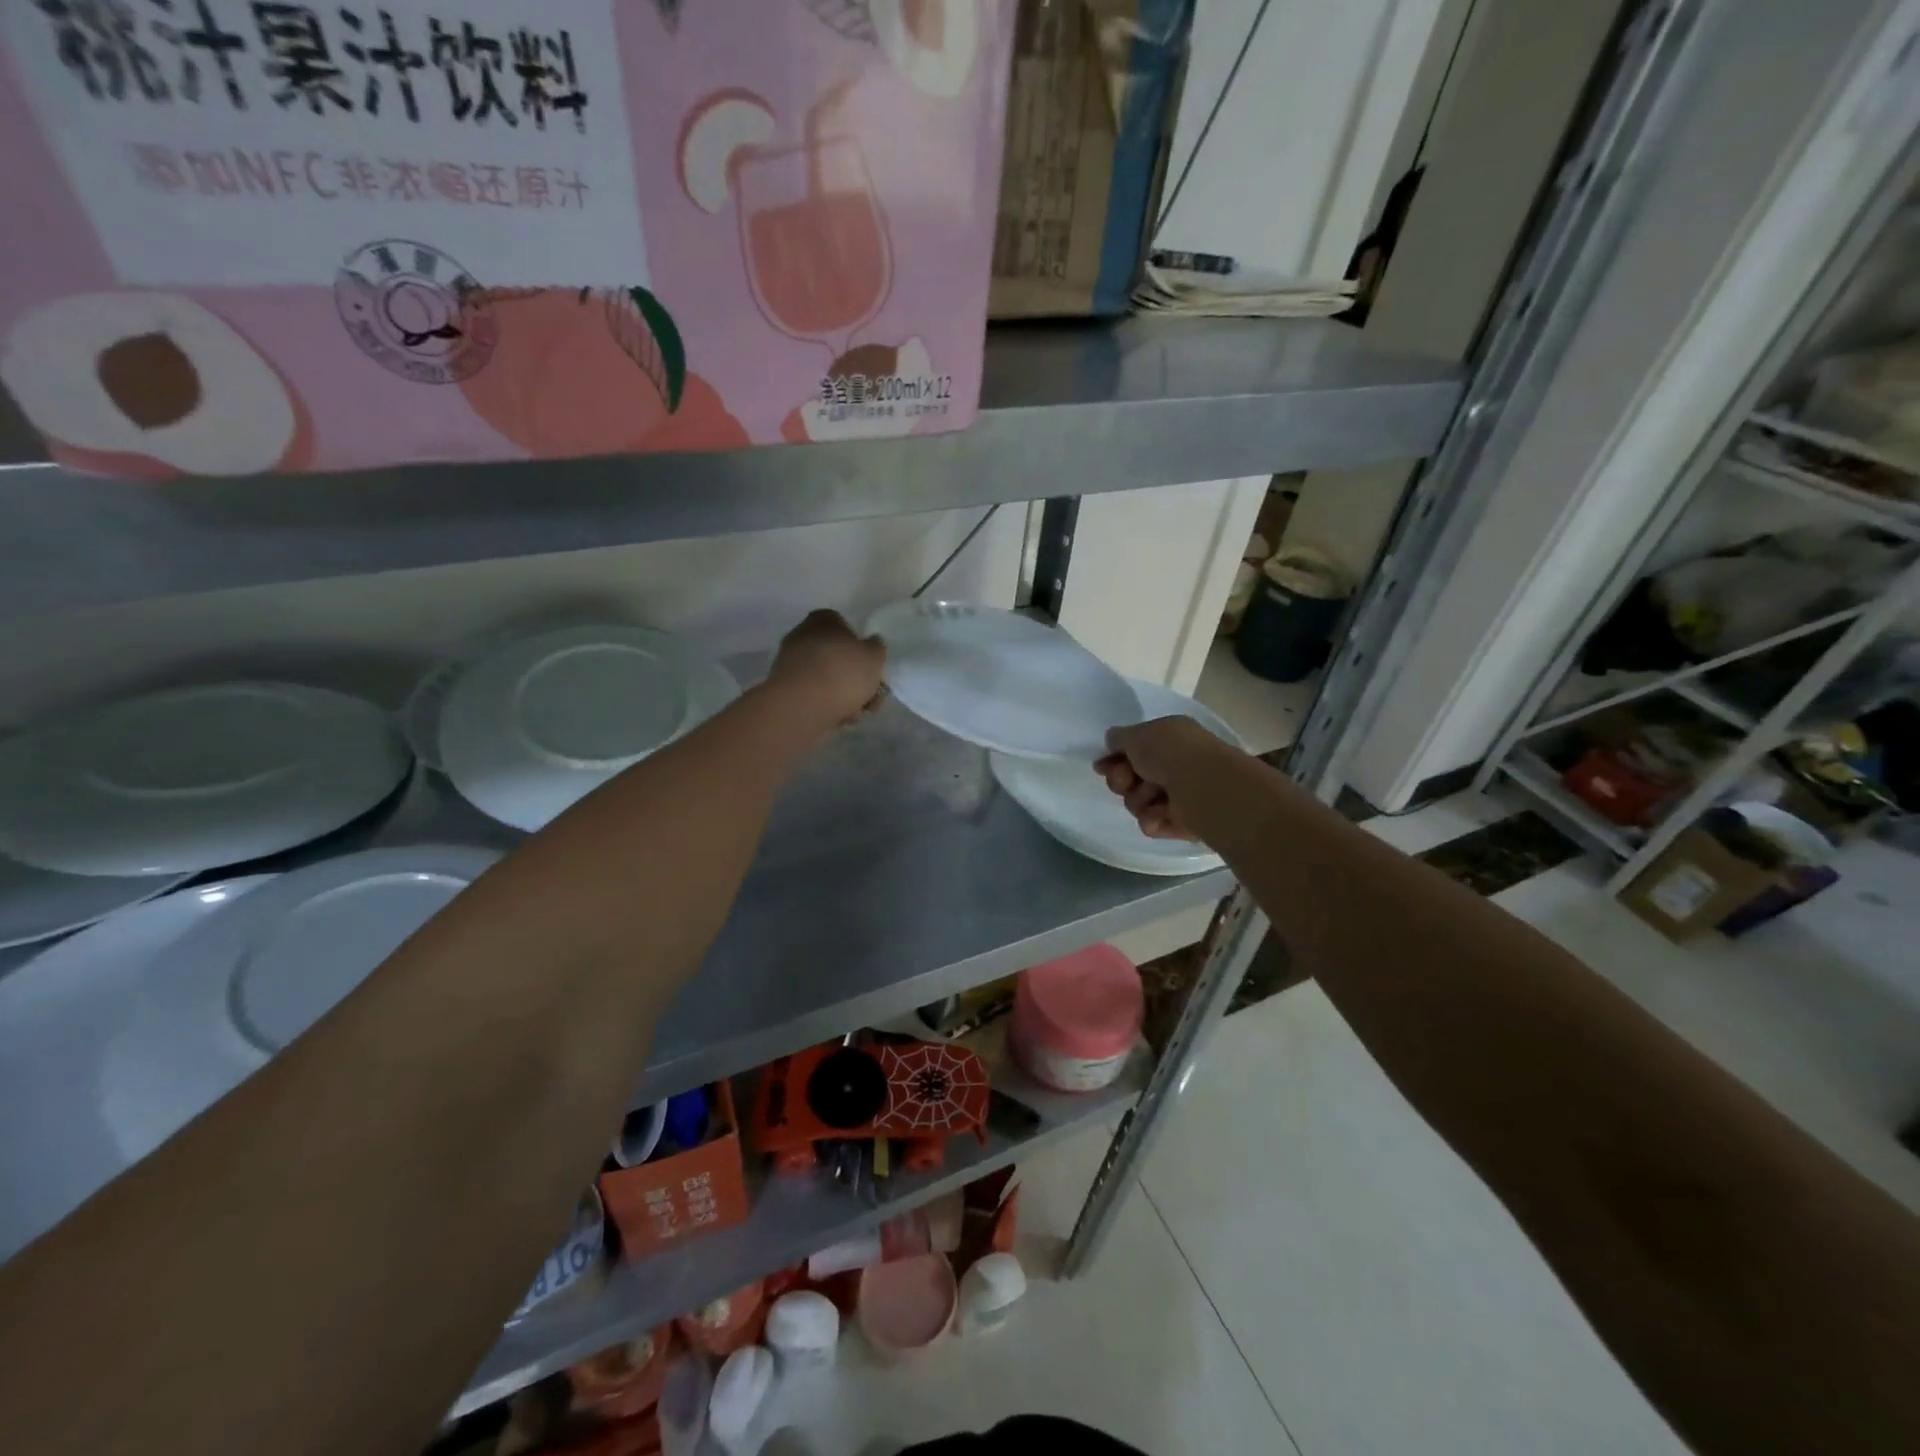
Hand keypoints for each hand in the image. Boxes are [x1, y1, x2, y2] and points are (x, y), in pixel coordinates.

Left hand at [767, 609, 886, 729]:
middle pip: (836, 657)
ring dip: (845, 696)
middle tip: (871, 698)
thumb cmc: (843, 672)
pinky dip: (827, 705)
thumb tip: (871, 644)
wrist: (802, 705)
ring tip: (857, 714)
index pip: (844, 626)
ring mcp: (791, 664)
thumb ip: (876, 648)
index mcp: (822, 620)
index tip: (871, 666)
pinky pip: (813, 695)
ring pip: (827, 679)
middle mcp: (802, 636)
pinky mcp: (785, 690)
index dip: (860, 647)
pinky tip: (839, 719)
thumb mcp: (874, 657)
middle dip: (856, 680)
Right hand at [1095, 715, 1226, 840]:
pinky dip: (1153, 818)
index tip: (1101, 766)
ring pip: (1137, 803)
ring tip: (1154, 795)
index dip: (1113, 759)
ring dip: (1139, 799)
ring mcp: (1179, 795)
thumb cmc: (1169, 752)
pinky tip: (1162, 813)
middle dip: (1121, 780)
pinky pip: (1151, 823)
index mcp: (1169, 740)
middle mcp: (1174, 766)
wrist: (1202, 785)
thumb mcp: (1137, 734)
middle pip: (1130, 779)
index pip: (1133, 751)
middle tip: (1127, 780)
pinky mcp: (1182, 822)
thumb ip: (1119, 737)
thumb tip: (1112, 741)